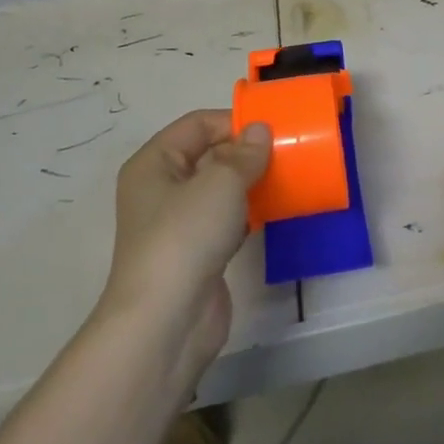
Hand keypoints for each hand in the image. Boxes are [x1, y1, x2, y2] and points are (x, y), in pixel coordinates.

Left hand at [98, 111, 270, 372]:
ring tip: (288, 177)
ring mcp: (178, 223)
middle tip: (288, 153)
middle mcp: (161, 189)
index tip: (273, 129)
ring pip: (220, 189)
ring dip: (251, 182)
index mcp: (154, 163)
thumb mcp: (220, 182)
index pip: (197, 124)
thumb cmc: (186, 236)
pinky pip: (227, 219)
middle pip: (209, 155)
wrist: (166, 321)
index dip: (234, 121)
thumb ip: (245, 153)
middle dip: (246, 152)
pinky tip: (276, 211)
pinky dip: (250, 213)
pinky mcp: (197, 252)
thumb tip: (260, 131)